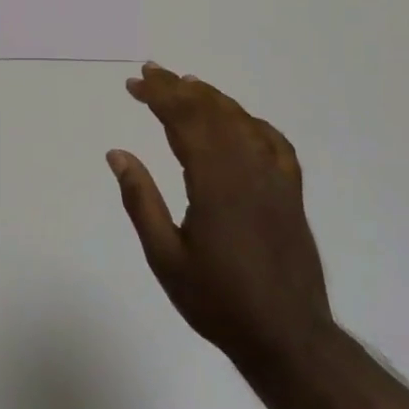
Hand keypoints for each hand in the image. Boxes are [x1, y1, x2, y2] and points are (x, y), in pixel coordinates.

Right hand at [107, 63, 331, 375]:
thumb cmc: (218, 301)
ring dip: (211, 98)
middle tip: (150, 73)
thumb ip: (141, 201)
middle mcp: (248, 169)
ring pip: (242, 120)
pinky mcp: (291, 192)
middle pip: (212, 111)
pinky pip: (273, 142)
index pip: (185, 120)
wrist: (287, 336)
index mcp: (214, 182)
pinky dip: (250, 122)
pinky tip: (238, 121)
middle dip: (179, 88)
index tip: (134, 83)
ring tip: (185, 84)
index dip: (159, 96)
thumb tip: (117, 154)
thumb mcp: (165, 257)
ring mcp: (275, 178)